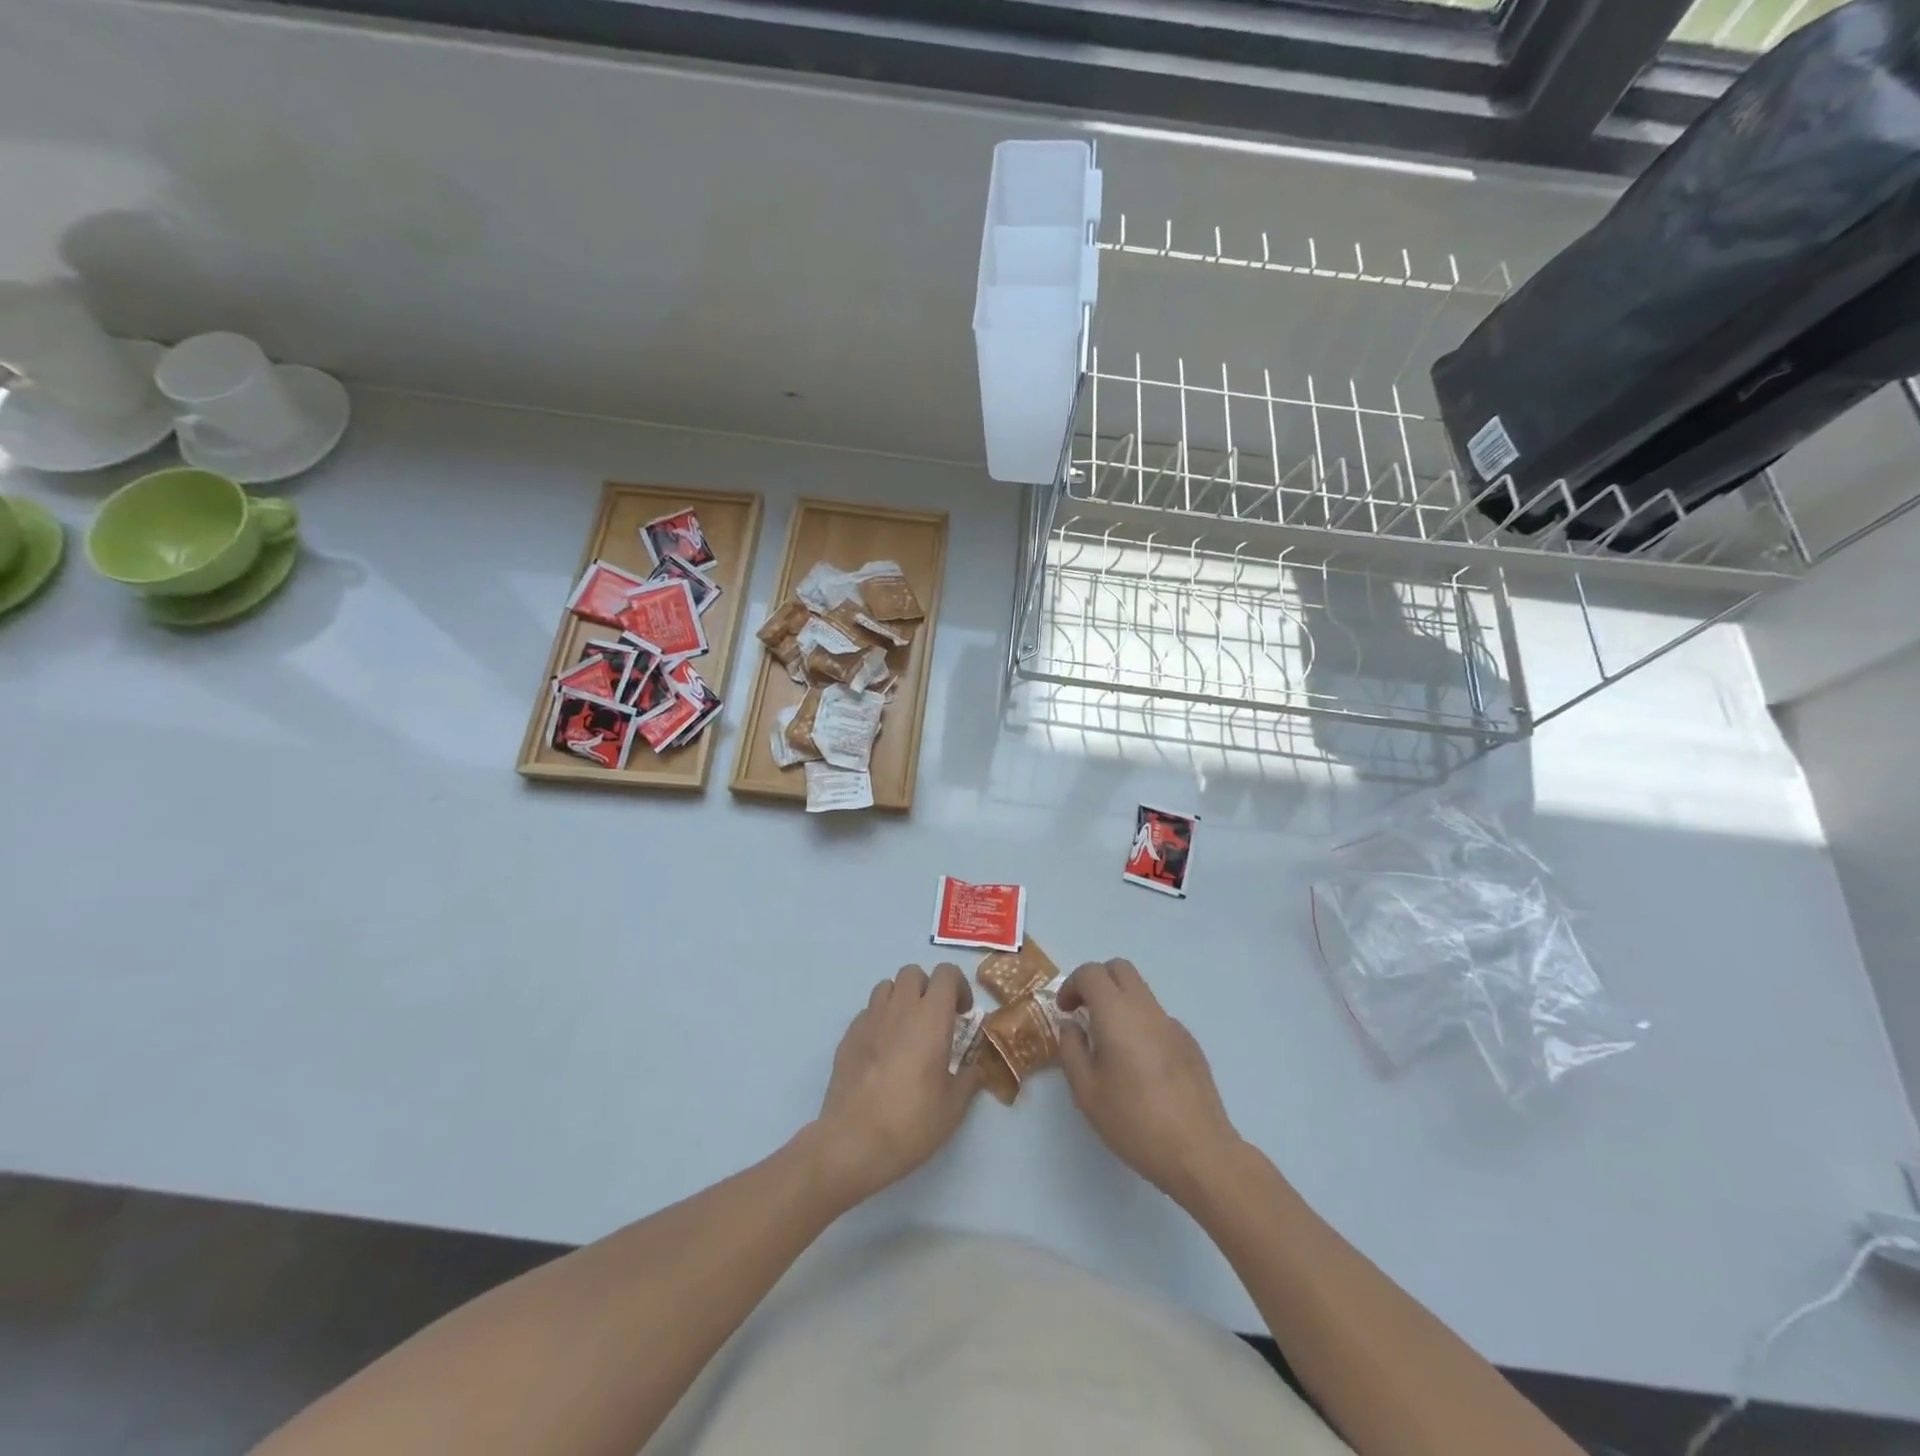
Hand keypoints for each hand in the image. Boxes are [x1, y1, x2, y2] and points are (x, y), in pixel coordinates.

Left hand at [808, 963, 980, 1205]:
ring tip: (907, 1031)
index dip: (958, 986)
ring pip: (887, 987)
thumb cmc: (911, 1122)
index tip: (962, 1014)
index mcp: (930, 1017)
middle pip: (913, 972)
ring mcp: (869, 1019)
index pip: (946, 973)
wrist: (853, 1142)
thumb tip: (974, 1068)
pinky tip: (883, 1051)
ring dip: (901, 999)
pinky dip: (880, 1020)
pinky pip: (868, 1012)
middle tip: (935, 1020)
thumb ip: (968, 1079)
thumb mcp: (953, 1107)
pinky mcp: (848, 1035)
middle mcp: (899, 1008)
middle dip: (928, 988)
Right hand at [1057, 959, 1241, 1202]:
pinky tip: (1141, 1066)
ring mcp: (1172, 1024)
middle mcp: (1146, 1009)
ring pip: (1141, 992)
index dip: (1072, 985)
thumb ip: (1072, 1050)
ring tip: (1110, 1043)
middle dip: (1097, 981)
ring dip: (1119, 1002)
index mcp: (1117, 1014)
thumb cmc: (1134, 1121)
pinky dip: (1141, 1024)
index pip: (1091, 973)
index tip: (1065, 1012)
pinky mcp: (1190, 1043)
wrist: (1199, 1152)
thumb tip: (1072, 1025)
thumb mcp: (1086, 1091)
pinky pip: (1158, 1018)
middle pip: (1120, 969)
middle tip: (1085, 1012)